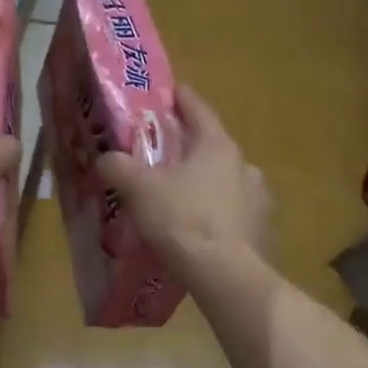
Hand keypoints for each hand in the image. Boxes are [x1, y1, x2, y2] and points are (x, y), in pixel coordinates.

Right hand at [97, 84, 271, 273]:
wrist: (227, 276)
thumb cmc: (184, 220)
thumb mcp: (140, 190)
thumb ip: (119, 167)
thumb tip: (105, 158)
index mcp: (217, 146)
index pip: (198, 109)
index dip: (180, 98)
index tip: (169, 92)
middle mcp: (244, 165)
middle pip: (212, 147)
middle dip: (188, 149)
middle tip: (164, 156)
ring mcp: (258, 199)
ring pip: (225, 182)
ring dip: (205, 184)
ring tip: (181, 198)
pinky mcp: (262, 230)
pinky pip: (234, 213)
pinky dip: (217, 214)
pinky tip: (200, 230)